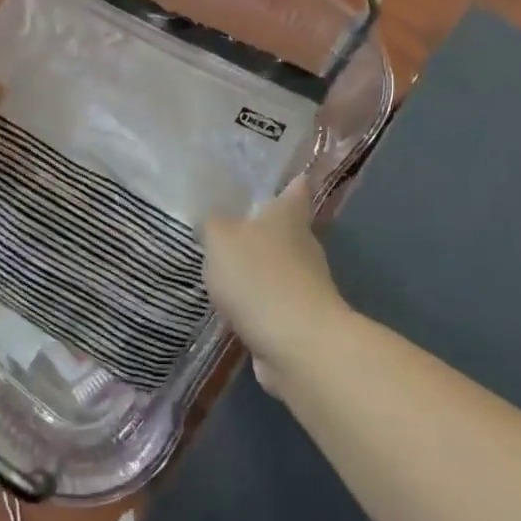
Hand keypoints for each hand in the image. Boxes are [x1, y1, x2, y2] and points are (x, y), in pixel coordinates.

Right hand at [204, 179, 346, 390]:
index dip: (289, 182)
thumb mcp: (220, 239)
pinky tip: (233, 307)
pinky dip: (257, 303)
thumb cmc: (259, 277)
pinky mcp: (301, 319)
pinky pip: (274, 302)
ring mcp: (307, 284)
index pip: (296, 189)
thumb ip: (213, 225)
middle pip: (286, 229)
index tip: (280, 176)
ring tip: (224, 269)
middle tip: (229, 225)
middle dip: (263, 228)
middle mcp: (304, 245)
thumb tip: (215, 222)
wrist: (297, 344)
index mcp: (289, 216)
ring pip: (279, 267)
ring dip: (258, 268)